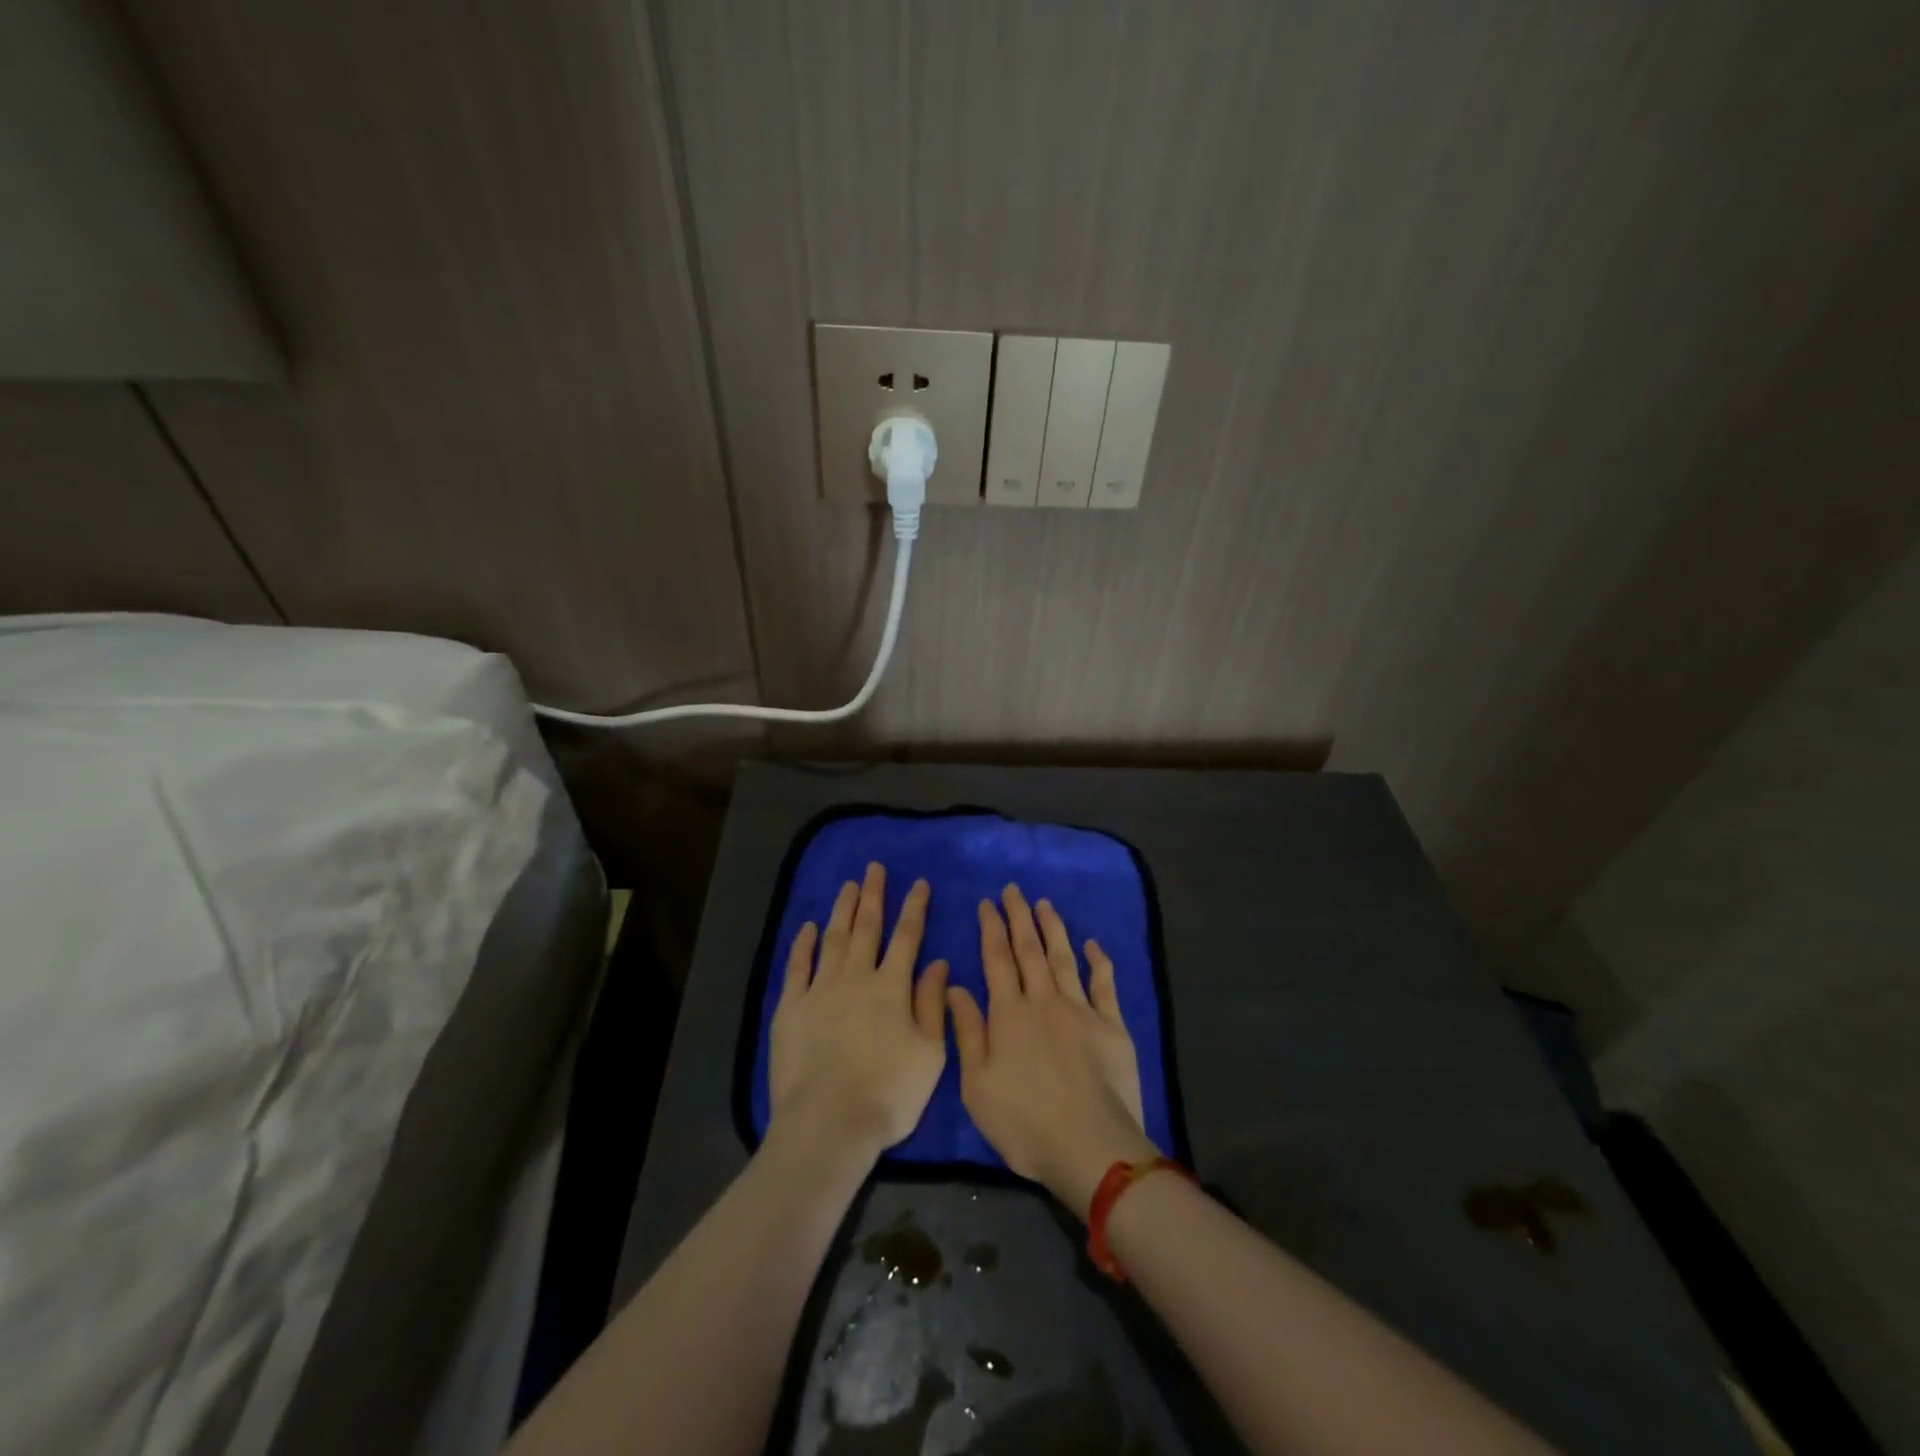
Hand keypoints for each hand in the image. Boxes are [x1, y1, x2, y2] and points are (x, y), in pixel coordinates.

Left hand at [769, 863, 949, 1163]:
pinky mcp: (791, 1008)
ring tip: (848, 885)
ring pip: (834, 939)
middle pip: (867, 928)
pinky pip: (798, 967)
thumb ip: (932, 1004)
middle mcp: (856, 978)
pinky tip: (808, 927)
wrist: (829, 1122)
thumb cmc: (889, 1093)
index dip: (914, 908)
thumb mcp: (930, 1053)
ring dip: (842, 910)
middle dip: (873, 896)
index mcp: (892, 988)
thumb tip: (938, 963)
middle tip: (874, 868)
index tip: (918, 883)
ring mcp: (820, 990)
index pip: (907, 937)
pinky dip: (803, 944)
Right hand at [948, 885, 1158, 1219]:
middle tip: (1014, 890)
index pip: (997, 959)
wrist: (1091, 1147)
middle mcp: (1044, 1001)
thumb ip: (967, 1032)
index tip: (987, 903)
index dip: (991, 928)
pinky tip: (1092, 944)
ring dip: (1053, 929)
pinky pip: (1104, 984)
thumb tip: (955, 986)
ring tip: (1044, 904)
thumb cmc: (1025, 1122)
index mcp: (1009, 1014)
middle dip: (1019, 917)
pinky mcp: (1112, 1026)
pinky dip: (1098, 961)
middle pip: (1030, 950)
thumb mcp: (977, 1085)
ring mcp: (1081, 1010)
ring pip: (1064, 958)